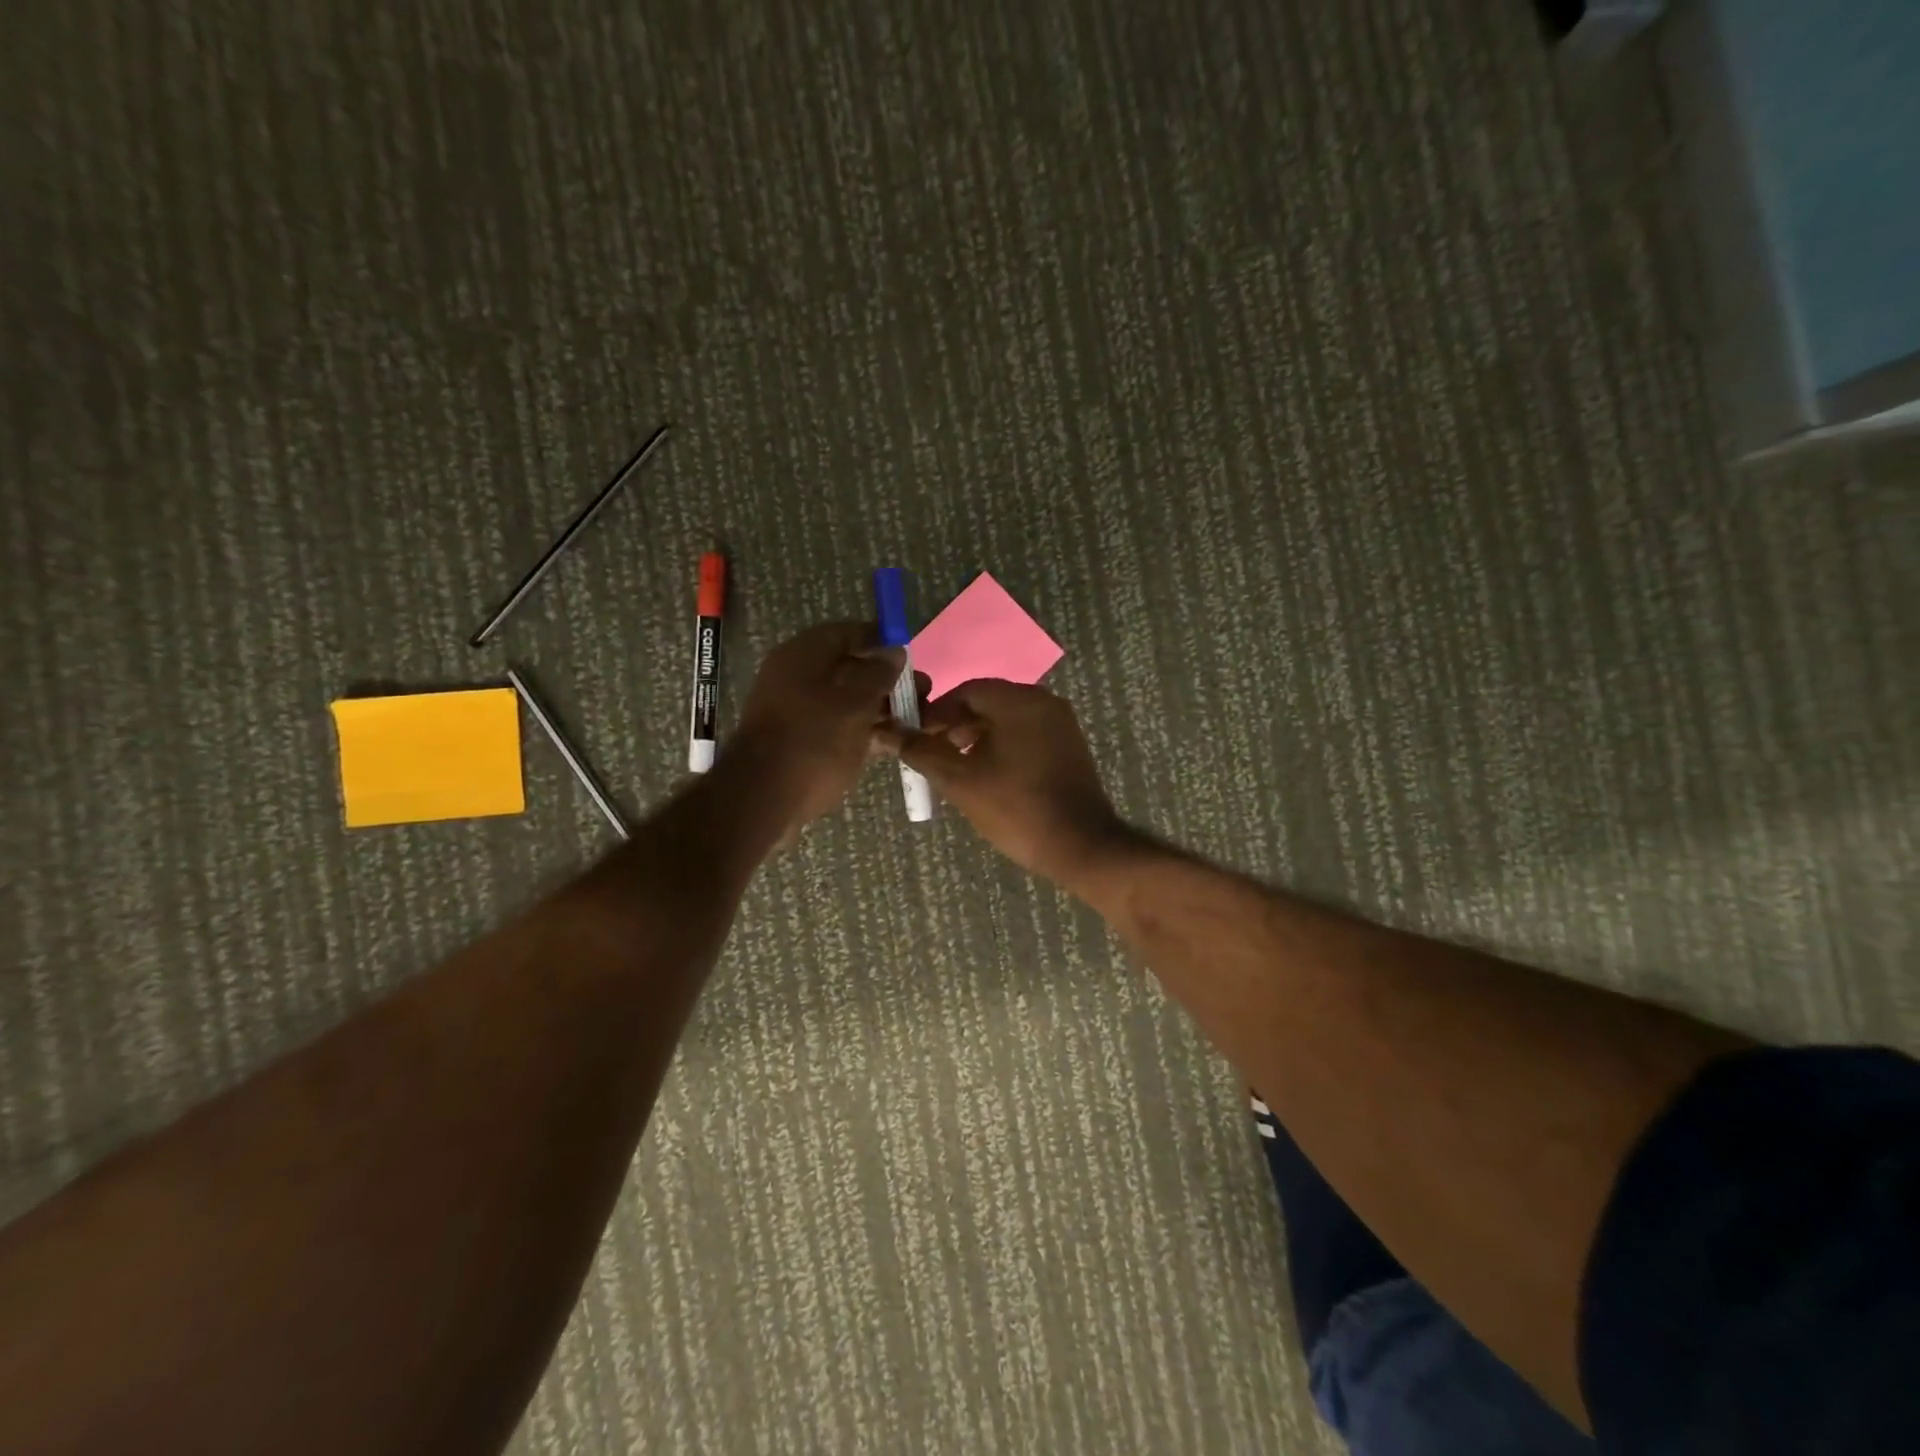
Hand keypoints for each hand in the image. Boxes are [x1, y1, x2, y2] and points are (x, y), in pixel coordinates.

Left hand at [730, 622, 904, 828]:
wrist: (763, 798)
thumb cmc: (814, 741)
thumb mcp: (856, 704)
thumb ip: (879, 674)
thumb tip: (894, 651)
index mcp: (804, 654)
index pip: (849, 632)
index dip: (883, 642)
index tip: (913, 660)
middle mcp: (796, 674)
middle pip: (849, 667)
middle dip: (887, 680)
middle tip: (921, 695)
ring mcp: (796, 708)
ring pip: (845, 699)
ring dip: (879, 708)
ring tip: (915, 722)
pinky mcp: (798, 739)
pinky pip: (836, 724)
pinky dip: (861, 729)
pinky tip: (890, 744)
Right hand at [878, 680, 1130, 886]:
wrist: (1080, 845)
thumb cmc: (1016, 808)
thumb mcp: (960, 780)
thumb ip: (922, 752)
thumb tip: (890, 733)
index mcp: (1019, 701)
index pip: (965, 691)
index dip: (935, 713)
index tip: (915, 738)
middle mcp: (1044, 702)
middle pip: (987, 702)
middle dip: (954, 725)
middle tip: (932, 754)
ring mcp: (1060, 724)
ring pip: (1006, 719)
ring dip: (976, 737)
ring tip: (955, 768)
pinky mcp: (1068, 746)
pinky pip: (1025, 734)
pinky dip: (1001, 746)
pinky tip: (987, 775)